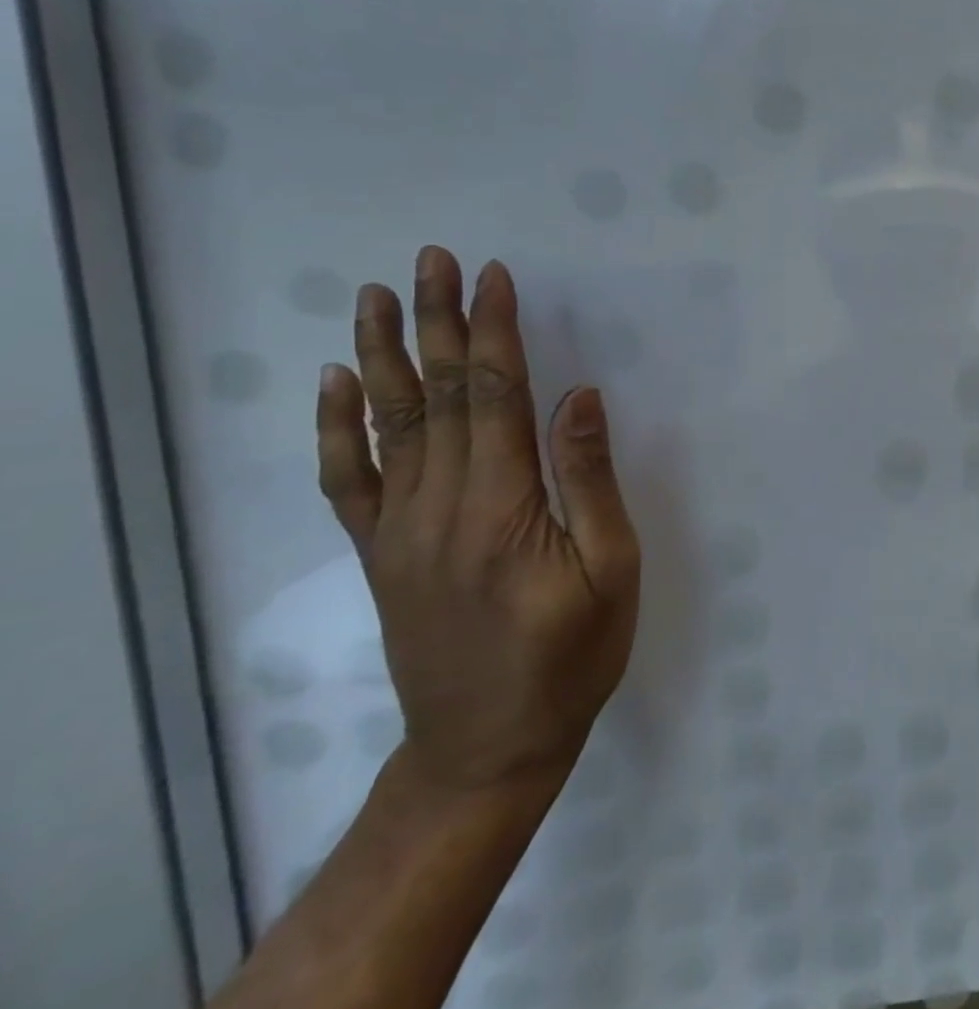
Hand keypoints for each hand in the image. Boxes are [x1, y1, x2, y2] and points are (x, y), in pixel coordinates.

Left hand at [317, 246, 641, 793]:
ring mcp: (400, 530)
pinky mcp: (383, 552)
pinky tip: (337, 384)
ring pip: (388, 424)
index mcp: (501, 509)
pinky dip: (337, 427)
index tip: (492, 278)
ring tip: (379, 297)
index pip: (493, 397)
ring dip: (385, 354)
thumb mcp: (611, 570)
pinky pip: (350, 479)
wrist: (486, 748)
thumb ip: (590, 481)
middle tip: (432, 261)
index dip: (493, 333)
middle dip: (438, 322)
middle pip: (436, 396)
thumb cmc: (571, 656)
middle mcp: (438, 507)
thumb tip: (580, 398)